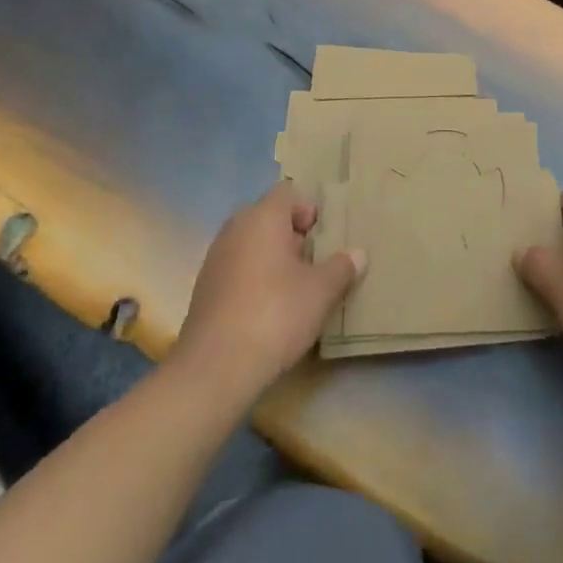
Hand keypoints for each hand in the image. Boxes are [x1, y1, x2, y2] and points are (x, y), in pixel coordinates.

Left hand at [171, 183, 364, 400]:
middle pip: (268, 218)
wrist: (214, 369)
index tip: (324, 238)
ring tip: (295, 289)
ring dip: (272, 259)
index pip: (287, 193)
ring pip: (251, 245)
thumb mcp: (321, 292)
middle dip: (292, 236)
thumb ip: (342, 267)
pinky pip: (236, 271)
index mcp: (262, 217)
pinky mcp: (204, 291)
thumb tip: (357, 254)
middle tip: (314, 263)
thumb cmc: (275, 315)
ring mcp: (214, 260)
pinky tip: (268, 312)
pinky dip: (253, 281)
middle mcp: (234, 229)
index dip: (308, 210)